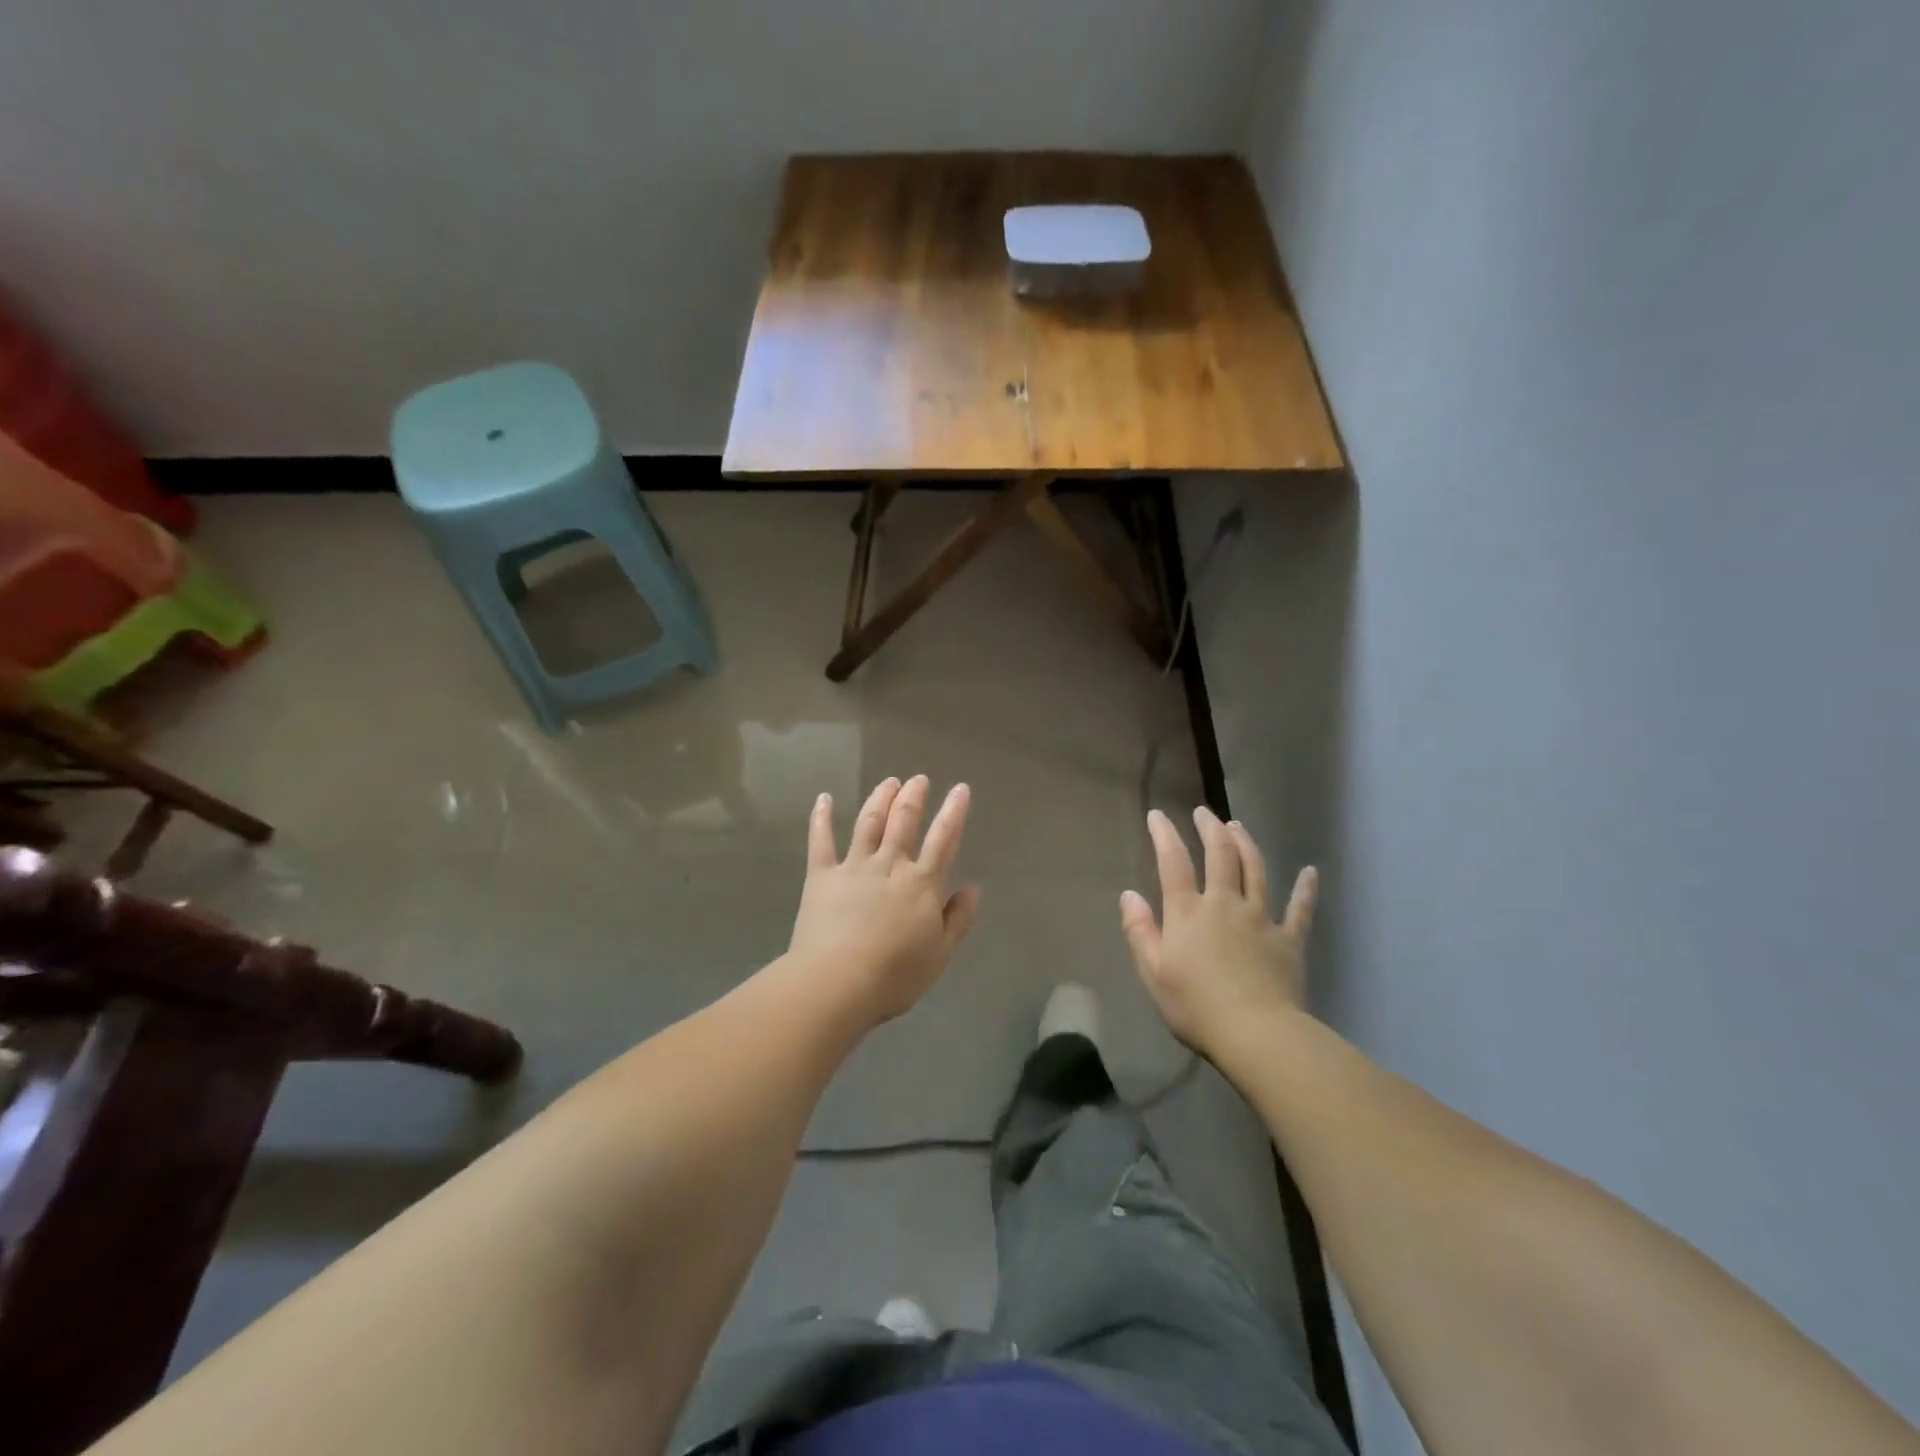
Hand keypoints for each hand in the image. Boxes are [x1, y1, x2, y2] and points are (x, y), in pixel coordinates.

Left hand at [789, 776, 980, 1027]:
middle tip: (918, 779)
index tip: (960, 789)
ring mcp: (854, 867)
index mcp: (921, 883)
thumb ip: (958, 918)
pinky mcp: (822, 876)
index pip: (943, 839)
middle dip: (913, 797)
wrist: (837, 982)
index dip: (954, 812)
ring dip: (880, 798)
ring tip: (889, 782)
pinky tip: (824, 798)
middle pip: (903, 822)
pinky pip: (821, 841)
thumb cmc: (894, 975)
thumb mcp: (940, 954)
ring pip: (869, 823)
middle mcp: (889, 865)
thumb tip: (974, 887)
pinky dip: (822, 818)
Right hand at [1120, 807, 1317, 1061]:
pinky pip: (1299, 909)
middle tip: (1204, 813)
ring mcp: (1260, 919)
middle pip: (1220, 856)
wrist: (1256, 1033)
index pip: (1173, 863)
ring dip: (1246, 844)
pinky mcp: (1288, 939)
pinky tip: (1311, 872)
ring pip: (1255, 870)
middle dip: (1211, 829)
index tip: (1157, 815)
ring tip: (1237, 826)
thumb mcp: (1152, 973)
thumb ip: (1140, 931)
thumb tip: (1129, 894)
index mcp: (1188, 912)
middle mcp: (1224, 904)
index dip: (1164, 835)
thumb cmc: (1195, 1006)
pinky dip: (1305, 890)